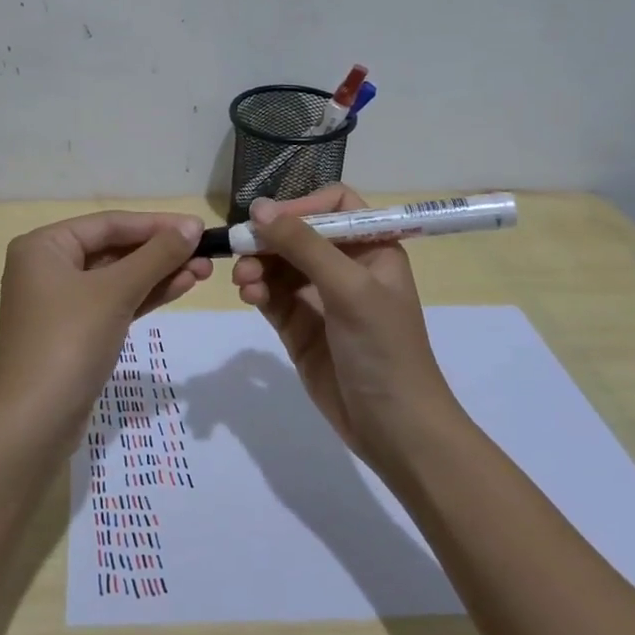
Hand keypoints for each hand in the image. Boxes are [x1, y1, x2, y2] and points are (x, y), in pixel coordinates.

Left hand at [0, 211, 209, 440]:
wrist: (36, 421)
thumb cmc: (69, 341)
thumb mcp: (115, 292)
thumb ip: (156, 256)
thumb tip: (192, 226)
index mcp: (43, 246)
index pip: (108, 223)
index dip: (156, 224)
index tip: (199, 228)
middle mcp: (46, 267)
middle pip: (113, 249)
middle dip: (160, 252)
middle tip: (207, 254)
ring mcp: (59, 302)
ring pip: (117, 278)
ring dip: (158, 274)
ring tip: (204, 272)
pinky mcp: (74, 332)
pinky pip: (113, 302)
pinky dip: (144, 296)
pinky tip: (180, 287)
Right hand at [231, 187, 455, 463]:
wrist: (393, 427)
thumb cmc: (383, 347)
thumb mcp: (348, 288)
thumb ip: (303, 245)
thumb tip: (259, 207)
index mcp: (372, 249)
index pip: (334, 206)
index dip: (301, 206)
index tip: (270, 219)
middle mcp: (346, 267)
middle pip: (298, 234)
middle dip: (269, 240)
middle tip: (241, 249)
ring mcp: (320, 298)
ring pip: (279, 265)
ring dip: (258, 266)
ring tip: (244, 282)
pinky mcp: (299, 327)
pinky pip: (272, 295)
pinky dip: (257, 290)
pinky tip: (249, 296)